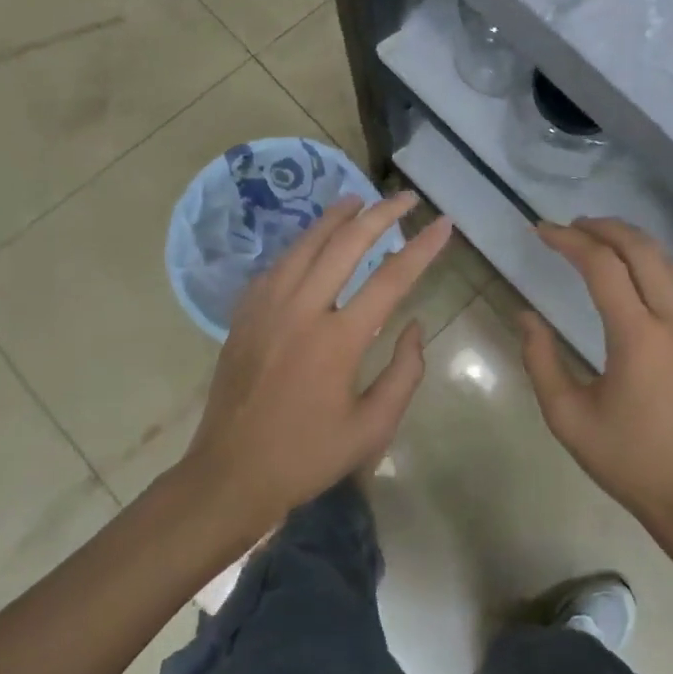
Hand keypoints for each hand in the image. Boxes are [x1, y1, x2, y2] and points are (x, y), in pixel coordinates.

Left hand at [182, 191, 451, 533]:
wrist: (228, 476)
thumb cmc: (307, 456)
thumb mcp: (372, 428)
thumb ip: (404, 374)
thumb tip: (415, 327)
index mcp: (337, 340)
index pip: (391, 278)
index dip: (422, 248)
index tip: (444, 224)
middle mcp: (302, 310)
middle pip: (346, 244)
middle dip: (381, 214)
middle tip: (406, 197)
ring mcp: (267, 307)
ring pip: (306, 243)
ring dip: (336, 217)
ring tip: (359, 198)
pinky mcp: (245, 314)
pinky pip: (278, 264)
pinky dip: (302, 244)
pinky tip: (314, 239)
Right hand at [518, 217, 672, 554]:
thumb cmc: (629, 460)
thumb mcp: (569, 418)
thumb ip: (541, 361)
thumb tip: (525, 316)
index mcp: (638, 337)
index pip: (602, 266)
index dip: (569, 241)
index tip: (541, 231)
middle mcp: (672, 320)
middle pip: (640, 249)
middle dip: (603, 227)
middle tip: (570, 226)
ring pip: (665, 260)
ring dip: (629, 240)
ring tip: (597, 237)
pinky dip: (650, 261)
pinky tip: (631, 270)